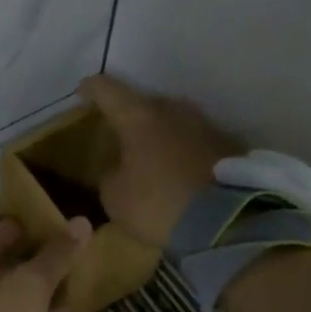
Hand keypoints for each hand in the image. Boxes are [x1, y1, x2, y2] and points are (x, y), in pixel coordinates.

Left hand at [0, 217, 91, 311]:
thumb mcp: (31, 283)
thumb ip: (57, 254)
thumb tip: (82, 221)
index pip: (6, 229)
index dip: (36, 226)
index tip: (66, 226)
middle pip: (9, 261)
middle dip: (41, 259)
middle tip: (76, 254)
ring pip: (13, 292)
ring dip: (41, 289)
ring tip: (77, 281)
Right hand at [79, 74, 240, 246]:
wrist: (227, 222)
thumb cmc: (158, 203)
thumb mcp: (115, 197)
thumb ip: (111, 176)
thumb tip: (120, 170)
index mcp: (139, 116)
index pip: (107, 90)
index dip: (91, 90)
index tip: (82, 92)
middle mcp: (174, 110)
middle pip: (145, 104)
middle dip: (130, 117)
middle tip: (119, 135)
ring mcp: (205, 125)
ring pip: (173, 122)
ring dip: (160, 135)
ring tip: (150, 155)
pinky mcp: (229, 145)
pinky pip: (195, 142)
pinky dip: (182, 152)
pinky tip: (178, 172)